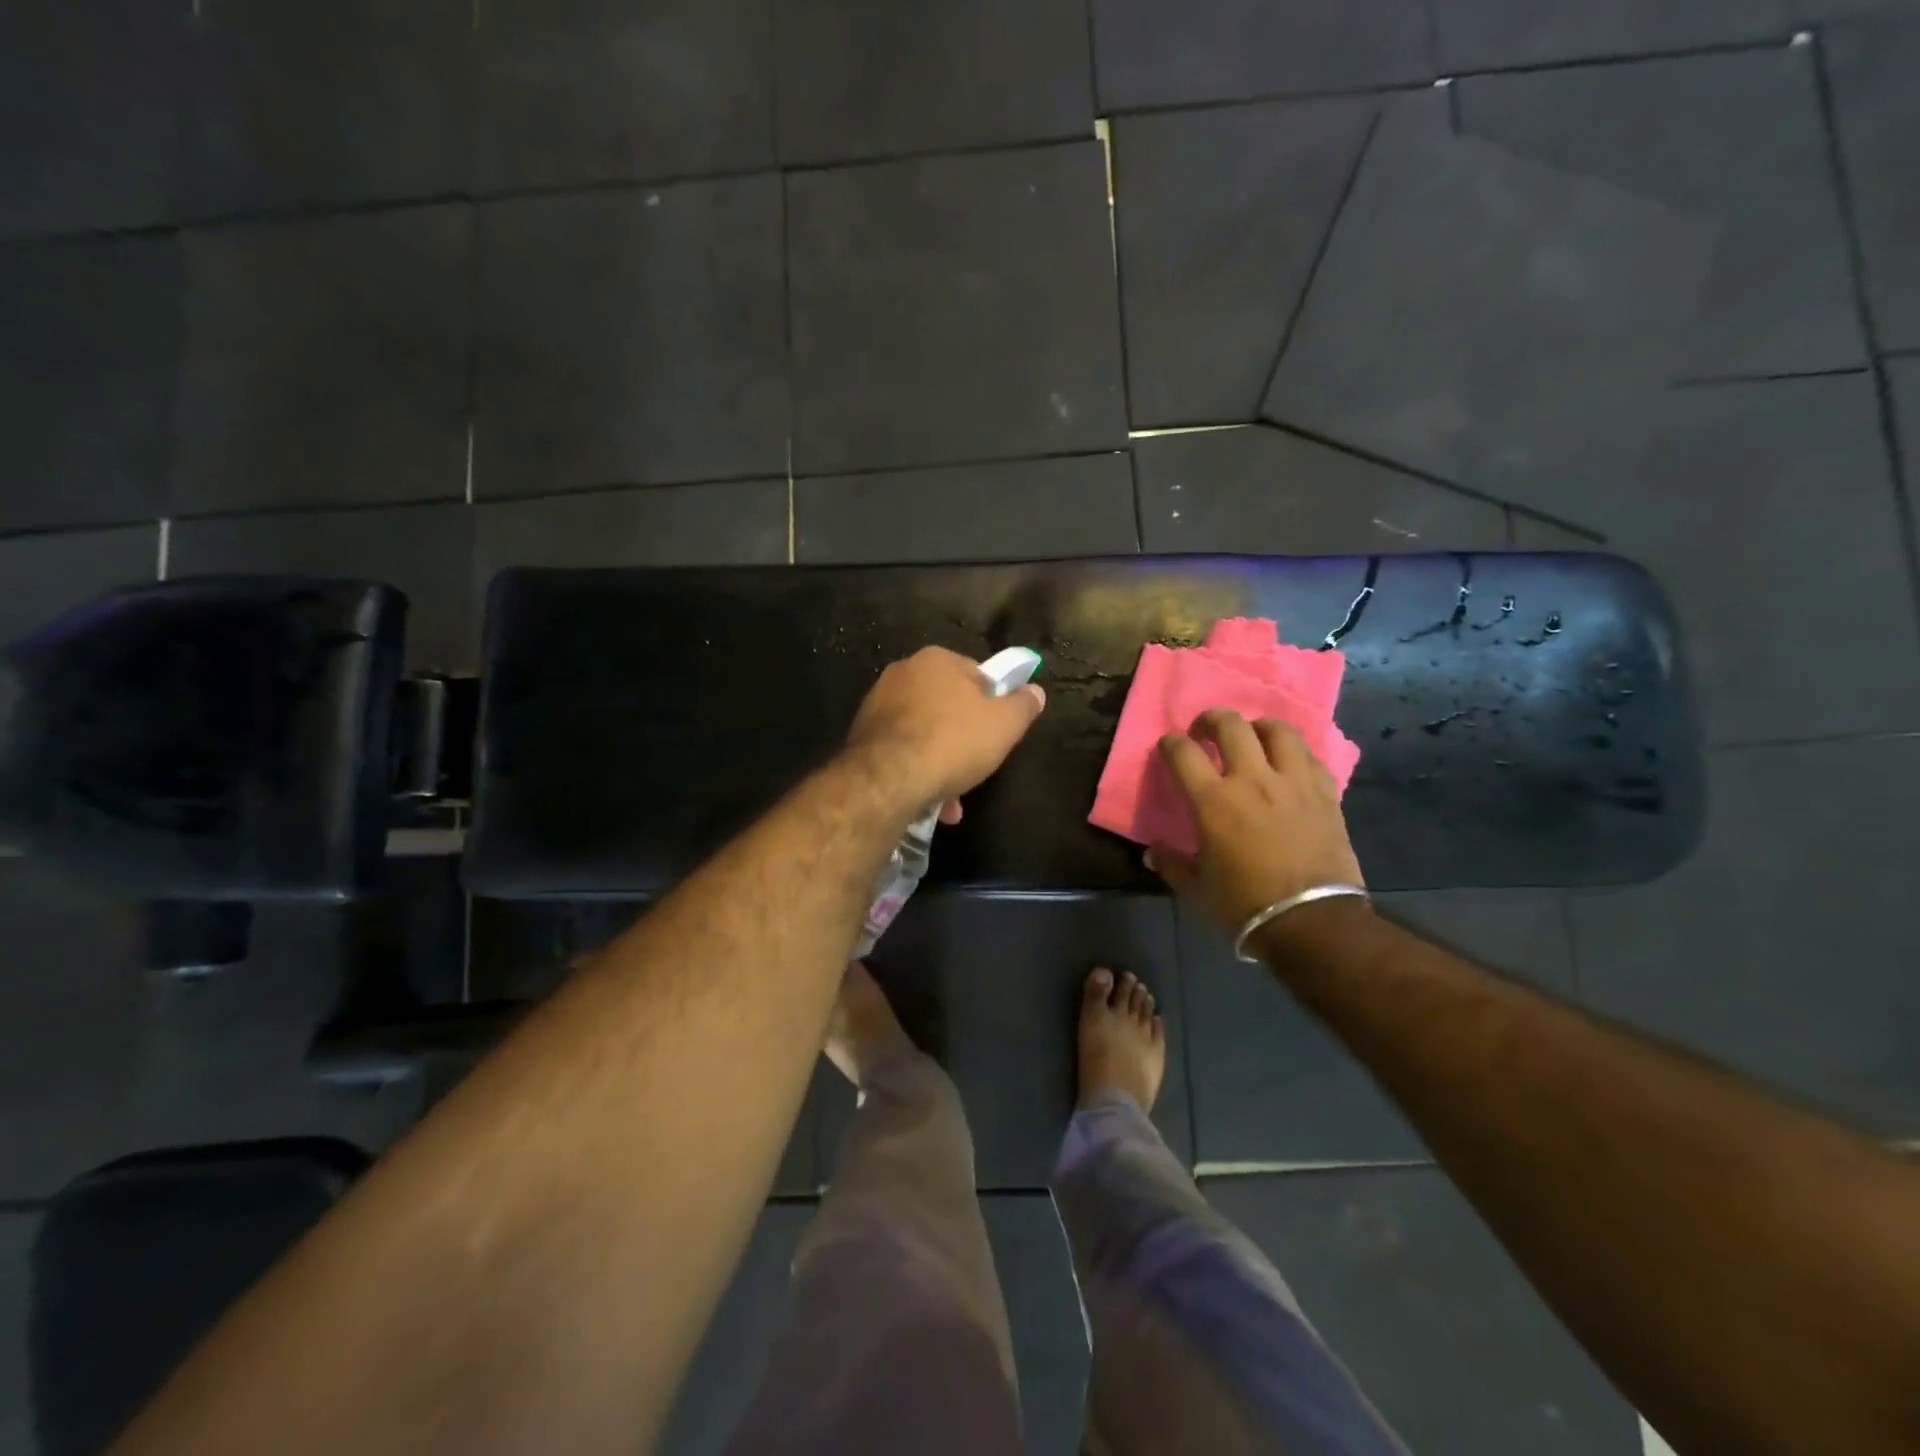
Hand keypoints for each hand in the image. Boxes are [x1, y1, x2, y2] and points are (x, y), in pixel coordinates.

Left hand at [845, 647, 1045, 810]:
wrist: (888, 779)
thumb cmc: (953, 742)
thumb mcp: (1004, 725)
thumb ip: (1023, 705)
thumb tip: (1035, 691)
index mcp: (937, 660)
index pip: (976, 675)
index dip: (993, 705)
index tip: (999, 733)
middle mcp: (902, 673)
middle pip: (948, 706)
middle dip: (965, 739)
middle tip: (978, 767)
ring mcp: (877, 704)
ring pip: (924, 734)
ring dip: (941, 764)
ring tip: (952, 801)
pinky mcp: (861, 736)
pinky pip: (901, 752)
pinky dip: (917, 772)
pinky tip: (928, 802)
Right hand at [1146, 710, 1363, 929]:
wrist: (1312, 921)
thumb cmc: (1245, 904)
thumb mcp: (1196, 888)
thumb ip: (1172, 863)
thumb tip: (1152, 852)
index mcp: (1214, 800)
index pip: (1183, 752)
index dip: (1171, 743)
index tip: (1169, 747)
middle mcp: (1252, 779)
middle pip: (1231, 725)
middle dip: (1212, 720)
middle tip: (1206, 731)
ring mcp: (1293, 782)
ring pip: (1277, 730)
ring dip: (1258, 727)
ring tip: (1252, 737)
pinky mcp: (1325, 793)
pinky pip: (1310, 756)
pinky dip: (1294, 752)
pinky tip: (1288, 763)